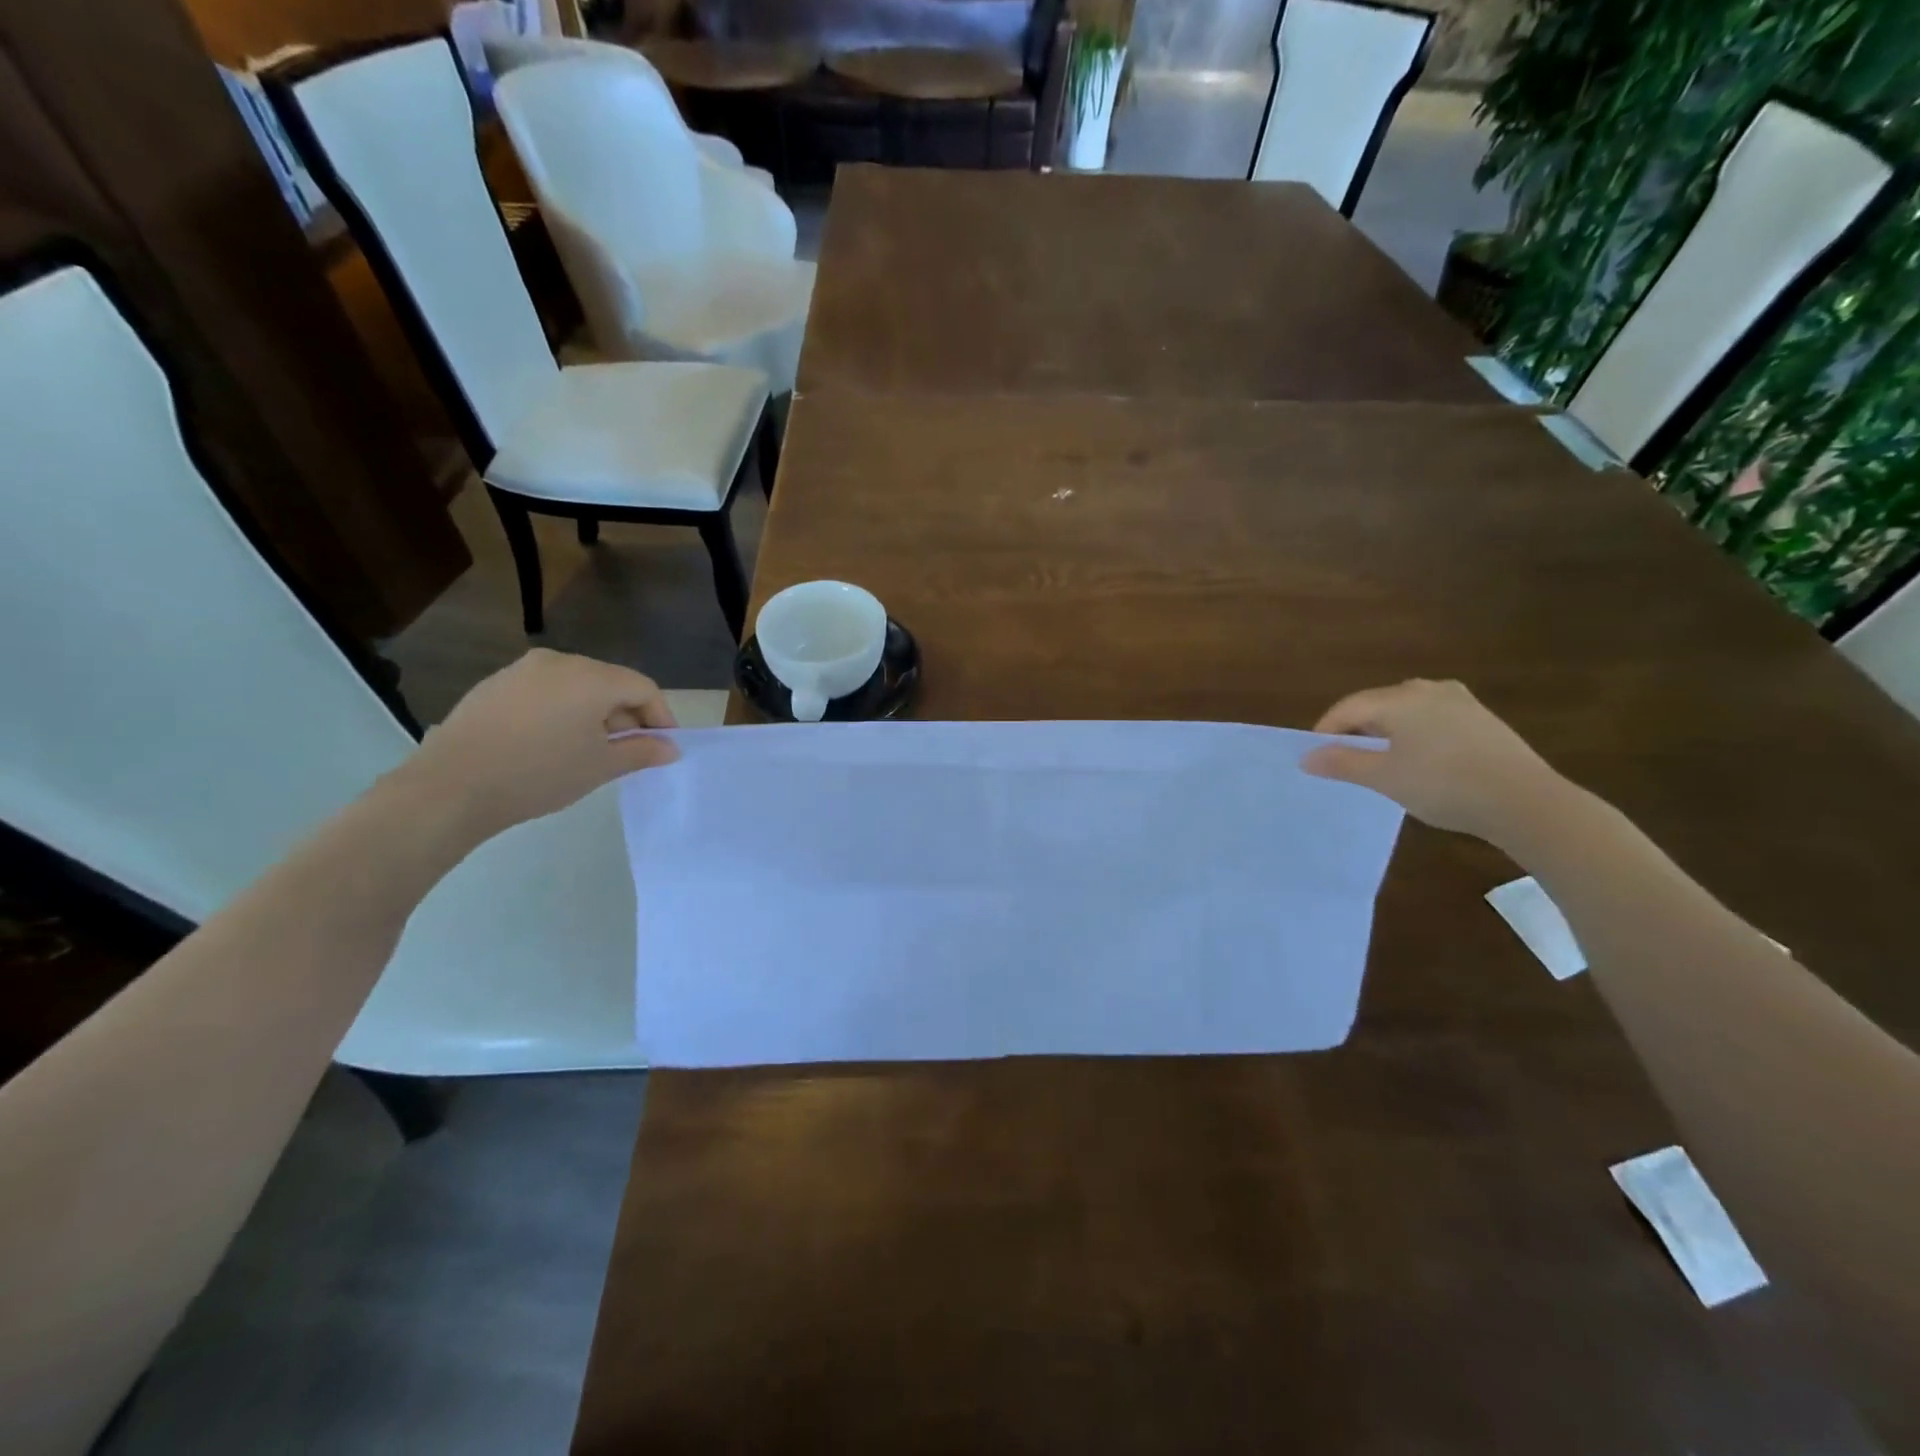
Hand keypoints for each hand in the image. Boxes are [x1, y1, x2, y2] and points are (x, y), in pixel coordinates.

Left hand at [404, 650, 679, 837]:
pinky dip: (562, 711)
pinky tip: (552, 743)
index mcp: (591, 677)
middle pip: (610, 683)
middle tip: (630, 751)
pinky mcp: (496, 684)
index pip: (643, 688)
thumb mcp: (601, 766)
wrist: (451, 786)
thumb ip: (642, 752)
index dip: (661, 716)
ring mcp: (522, 670)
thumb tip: (671, 748)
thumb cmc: (539, 773)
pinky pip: (546, 691)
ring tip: (591, 750)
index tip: (664, 747)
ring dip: (595, 714)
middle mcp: (559, 661)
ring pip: (577, 686)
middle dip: (628, 716)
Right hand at [1301, 679, 1565, 842]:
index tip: (1317, 757)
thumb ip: (1342, 763)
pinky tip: (1421, 762)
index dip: (1326, 731)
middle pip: (1377, 705)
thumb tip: (1307, 758)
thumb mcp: (1384, 778)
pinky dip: (1415, 735)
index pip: (1348, 707)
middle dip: (1356, 730)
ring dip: (1386, 732)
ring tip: (1381, 762)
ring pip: (1406, 711)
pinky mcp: (1482, 719)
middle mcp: (1428, 689)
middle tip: (1346, 760)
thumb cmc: (1443, 785)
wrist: (1525, 802)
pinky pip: (1433, 719)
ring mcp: (1460, 701)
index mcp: (1400, 699)